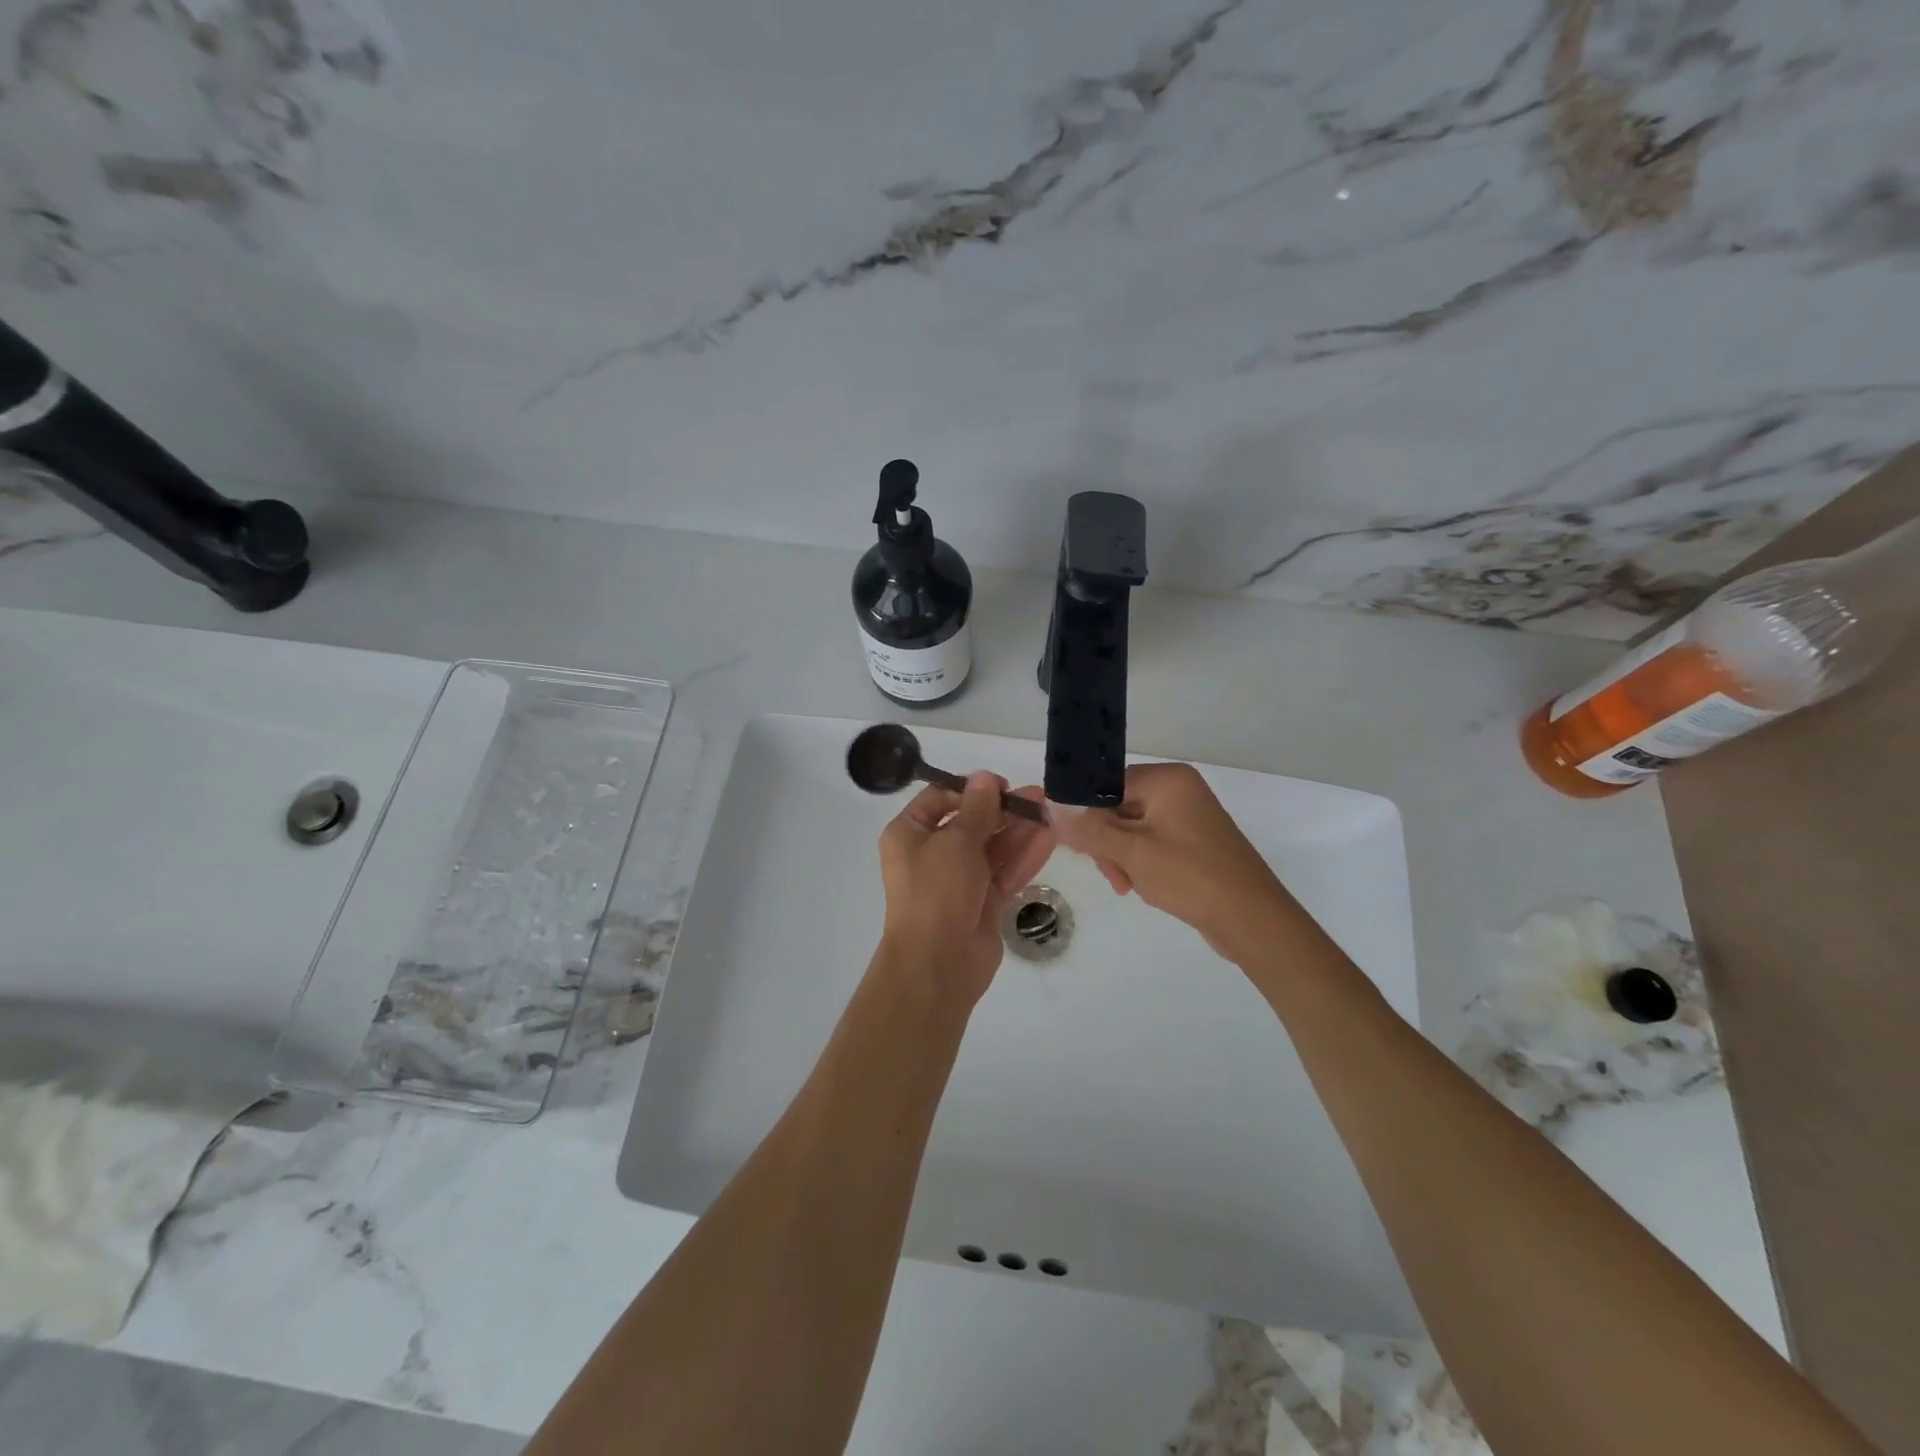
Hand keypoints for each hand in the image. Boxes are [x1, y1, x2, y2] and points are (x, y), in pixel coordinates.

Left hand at [877, 773, 1055, 1009]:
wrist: (937, 963)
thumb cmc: (936, 891)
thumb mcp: (956, 841)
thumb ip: (977, 809)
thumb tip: (984, 777)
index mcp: (910, 834)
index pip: (939, 799)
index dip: (970, 789)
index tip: (1000, 785)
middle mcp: (931, 854)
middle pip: (970, 823)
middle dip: (1002, 809)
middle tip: (1036, 796)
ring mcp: (958, 881)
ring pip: (992, 848)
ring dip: (1018, 830)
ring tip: (1049, 810)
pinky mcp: (982, 903)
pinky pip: (1004, 872)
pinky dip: (1024, 856)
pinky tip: (1049, 837)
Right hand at [1053, 762, 1295, 963]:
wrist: (1252, 920)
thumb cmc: (1191, 877)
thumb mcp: (1132, 853)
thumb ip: (1089, 829)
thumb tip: (1051, 807)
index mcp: (1168, 780)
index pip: (1107, 785)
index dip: (1087, 815)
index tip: (1077, 846)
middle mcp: (1179, 790)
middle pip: (1118, 808)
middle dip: (1107, 843)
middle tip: (1113, 874)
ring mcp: (1188, 817)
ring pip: (1131, 830)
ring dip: (1122, 858)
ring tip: (1130, 886)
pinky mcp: (1193, 842)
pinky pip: (1151, 844)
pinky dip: (1141, 864)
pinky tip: (1144, 886)